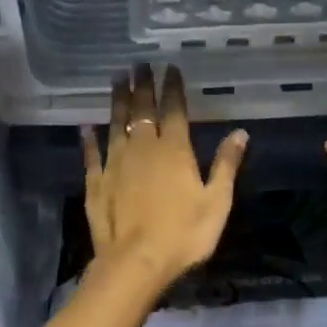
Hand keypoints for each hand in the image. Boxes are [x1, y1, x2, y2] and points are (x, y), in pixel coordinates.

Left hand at [82, 64, 248, 291]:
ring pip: (115, 124)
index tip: (168, 67)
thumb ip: (226, 165)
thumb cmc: (184, 234)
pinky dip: (89, 139)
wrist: (136, 262)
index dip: (172, 87)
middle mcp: (142, 148)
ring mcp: (115, 164)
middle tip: (138, 64)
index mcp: (174, 150)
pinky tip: (85, 126)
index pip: (173, 109)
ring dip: (116, 101)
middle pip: (141, 110)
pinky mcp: (96, 183)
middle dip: (141, 85)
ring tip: (117, 80)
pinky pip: (92, 154)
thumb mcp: (217, 202)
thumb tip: (240, 132)